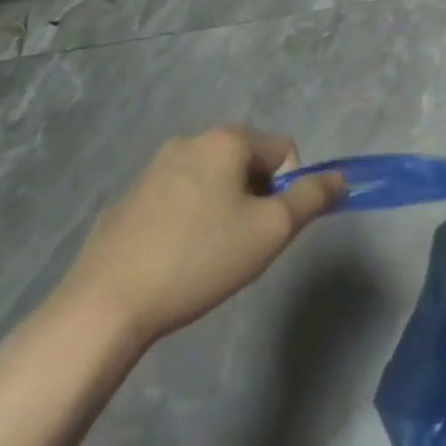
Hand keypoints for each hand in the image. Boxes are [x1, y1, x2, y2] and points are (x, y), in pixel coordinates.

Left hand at [58, 127, 344, 348]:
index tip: (268, 229)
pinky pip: (176, 201)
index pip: (283, 150)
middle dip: (254, 198)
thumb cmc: (200, 258)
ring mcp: (151, 170)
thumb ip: (312, 197)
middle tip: (243, 244)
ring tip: (208, 257)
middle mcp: (188, 141)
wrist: (105, 305)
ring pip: (210, 181)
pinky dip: (186, 222)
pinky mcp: (126, 201)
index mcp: (225, 140)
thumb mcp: (271, 230)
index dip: (288, 190)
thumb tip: (340, 177)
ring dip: (222, 209)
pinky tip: (173, 261)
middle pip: (246, 162)